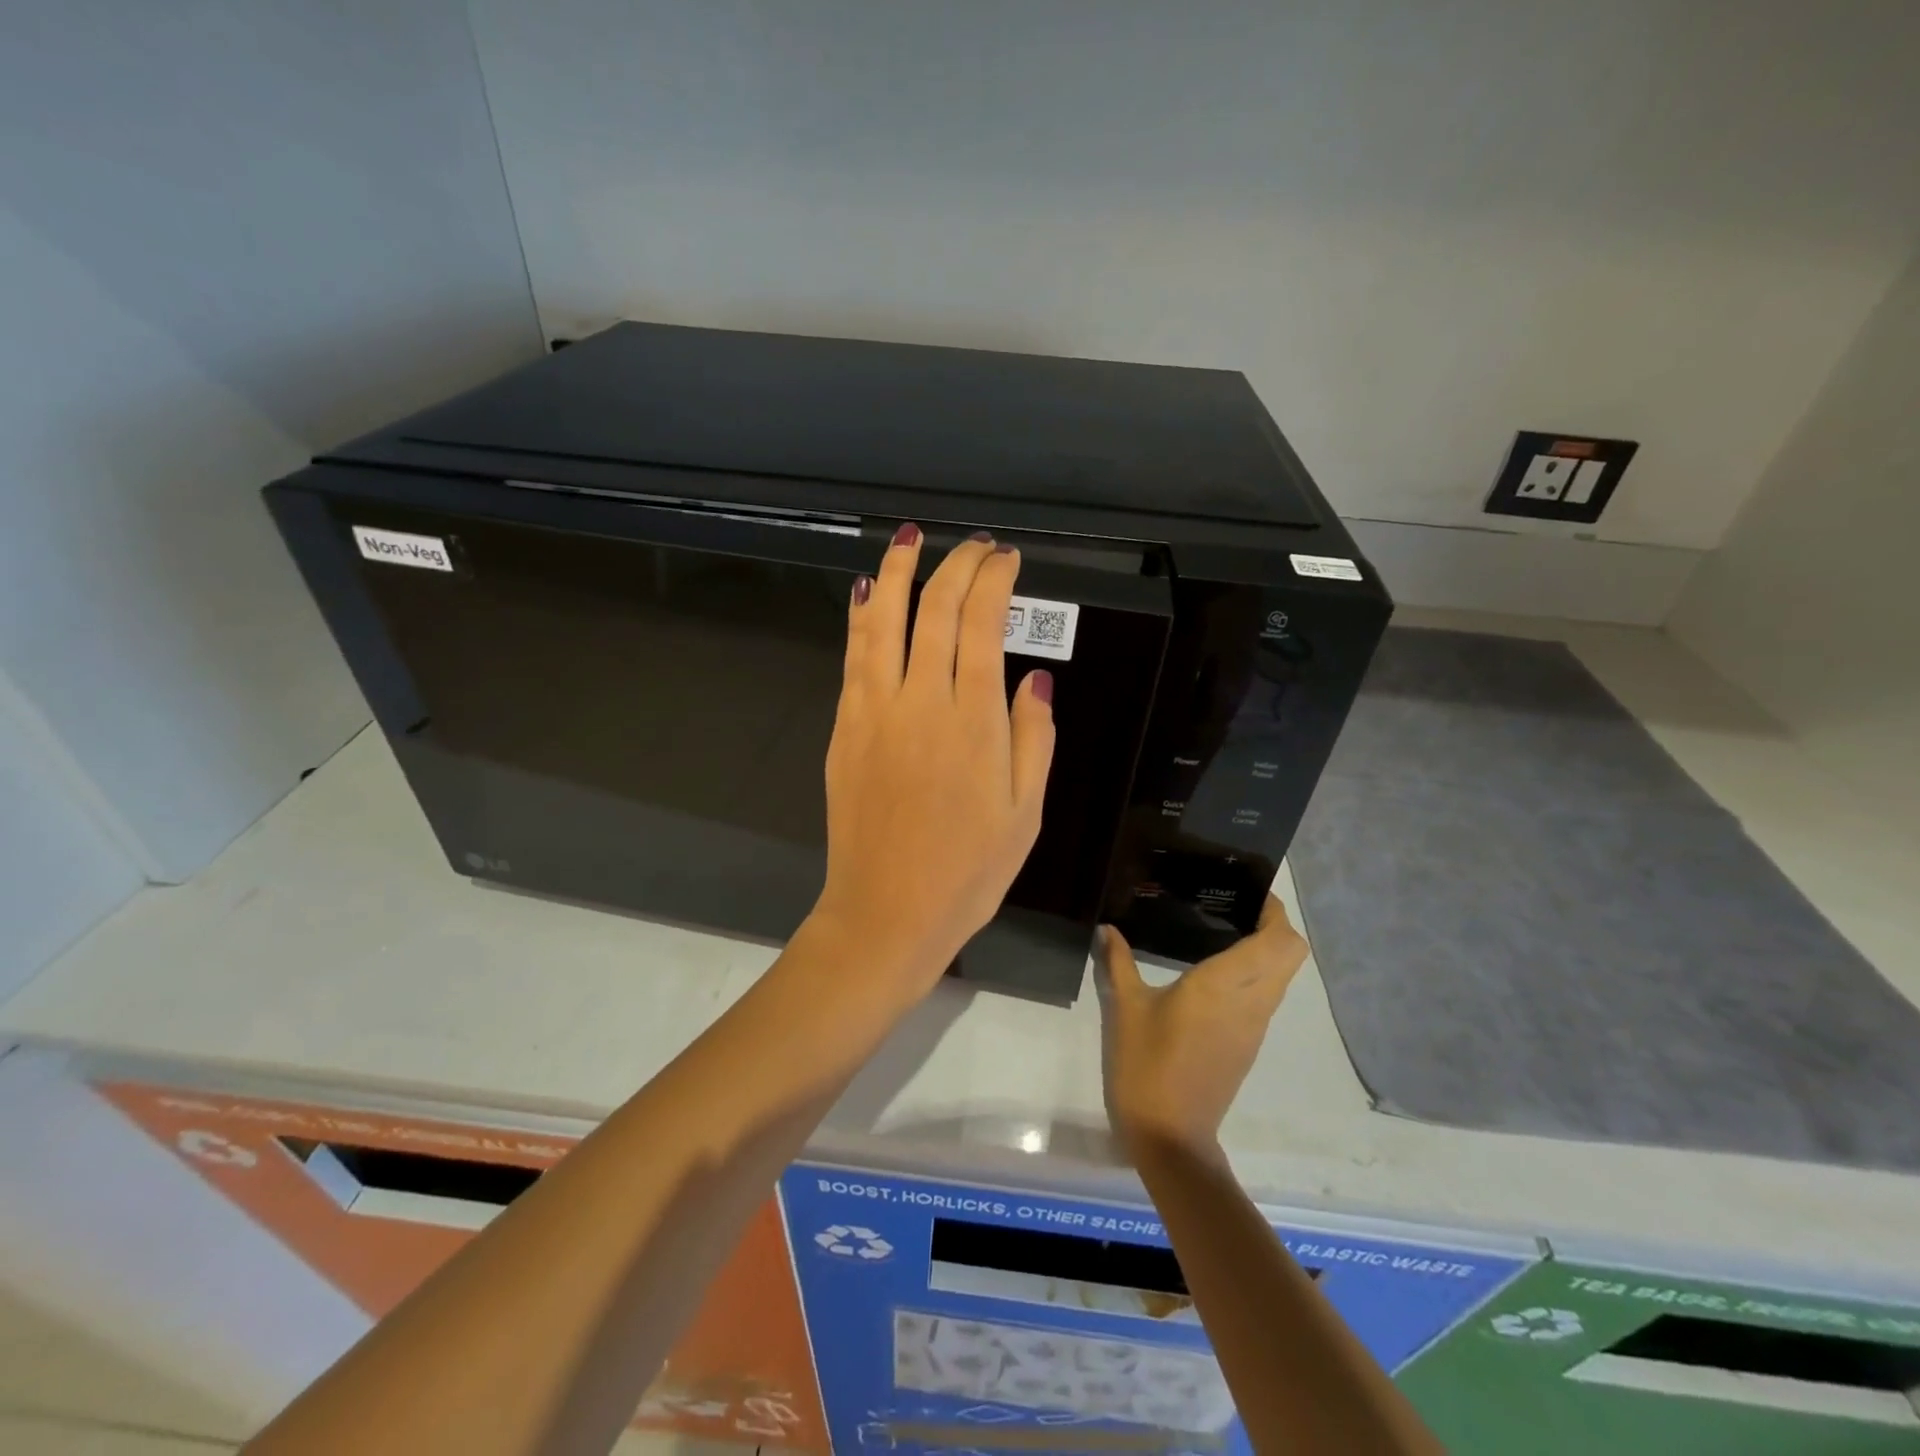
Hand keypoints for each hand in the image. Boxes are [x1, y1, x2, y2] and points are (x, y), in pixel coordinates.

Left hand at [807, 524, 1055, 1001]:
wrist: (886, 913)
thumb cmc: (967, 872)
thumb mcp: (1026, 814)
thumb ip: (1034, 738)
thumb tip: (1034, 676)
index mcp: (973, 722)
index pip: (981, 625)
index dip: (994, 582)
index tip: (1007, 560)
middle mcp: (920, 702)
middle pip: (934, 610)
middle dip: (956, 566)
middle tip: (975, 546)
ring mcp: (873, 712)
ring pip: (882, 621)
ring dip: (896, 572)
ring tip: (909, 538)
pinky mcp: (844, 728)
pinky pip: (853, 657)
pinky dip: (861, 617)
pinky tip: (866, 594)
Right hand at [1099, 896, 1308, 1159]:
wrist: (1171, 1136)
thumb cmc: (1147, 1065)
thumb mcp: (1126, 1008)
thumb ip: (1119, 962)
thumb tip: (1106, 928)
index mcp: (1225, 985)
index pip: (1278, 940)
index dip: (1274, 910)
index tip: (1246, 891)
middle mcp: (1251, 1001)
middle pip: (1292, 953)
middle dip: (1274, 925)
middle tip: (1234, 908)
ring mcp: (1255, 1025)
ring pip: (1283, 975)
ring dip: (1267, 949)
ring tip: (1222, 930)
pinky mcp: (1249, 1043)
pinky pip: (1267, 995)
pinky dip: (1256, 973)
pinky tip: (1215, 970)